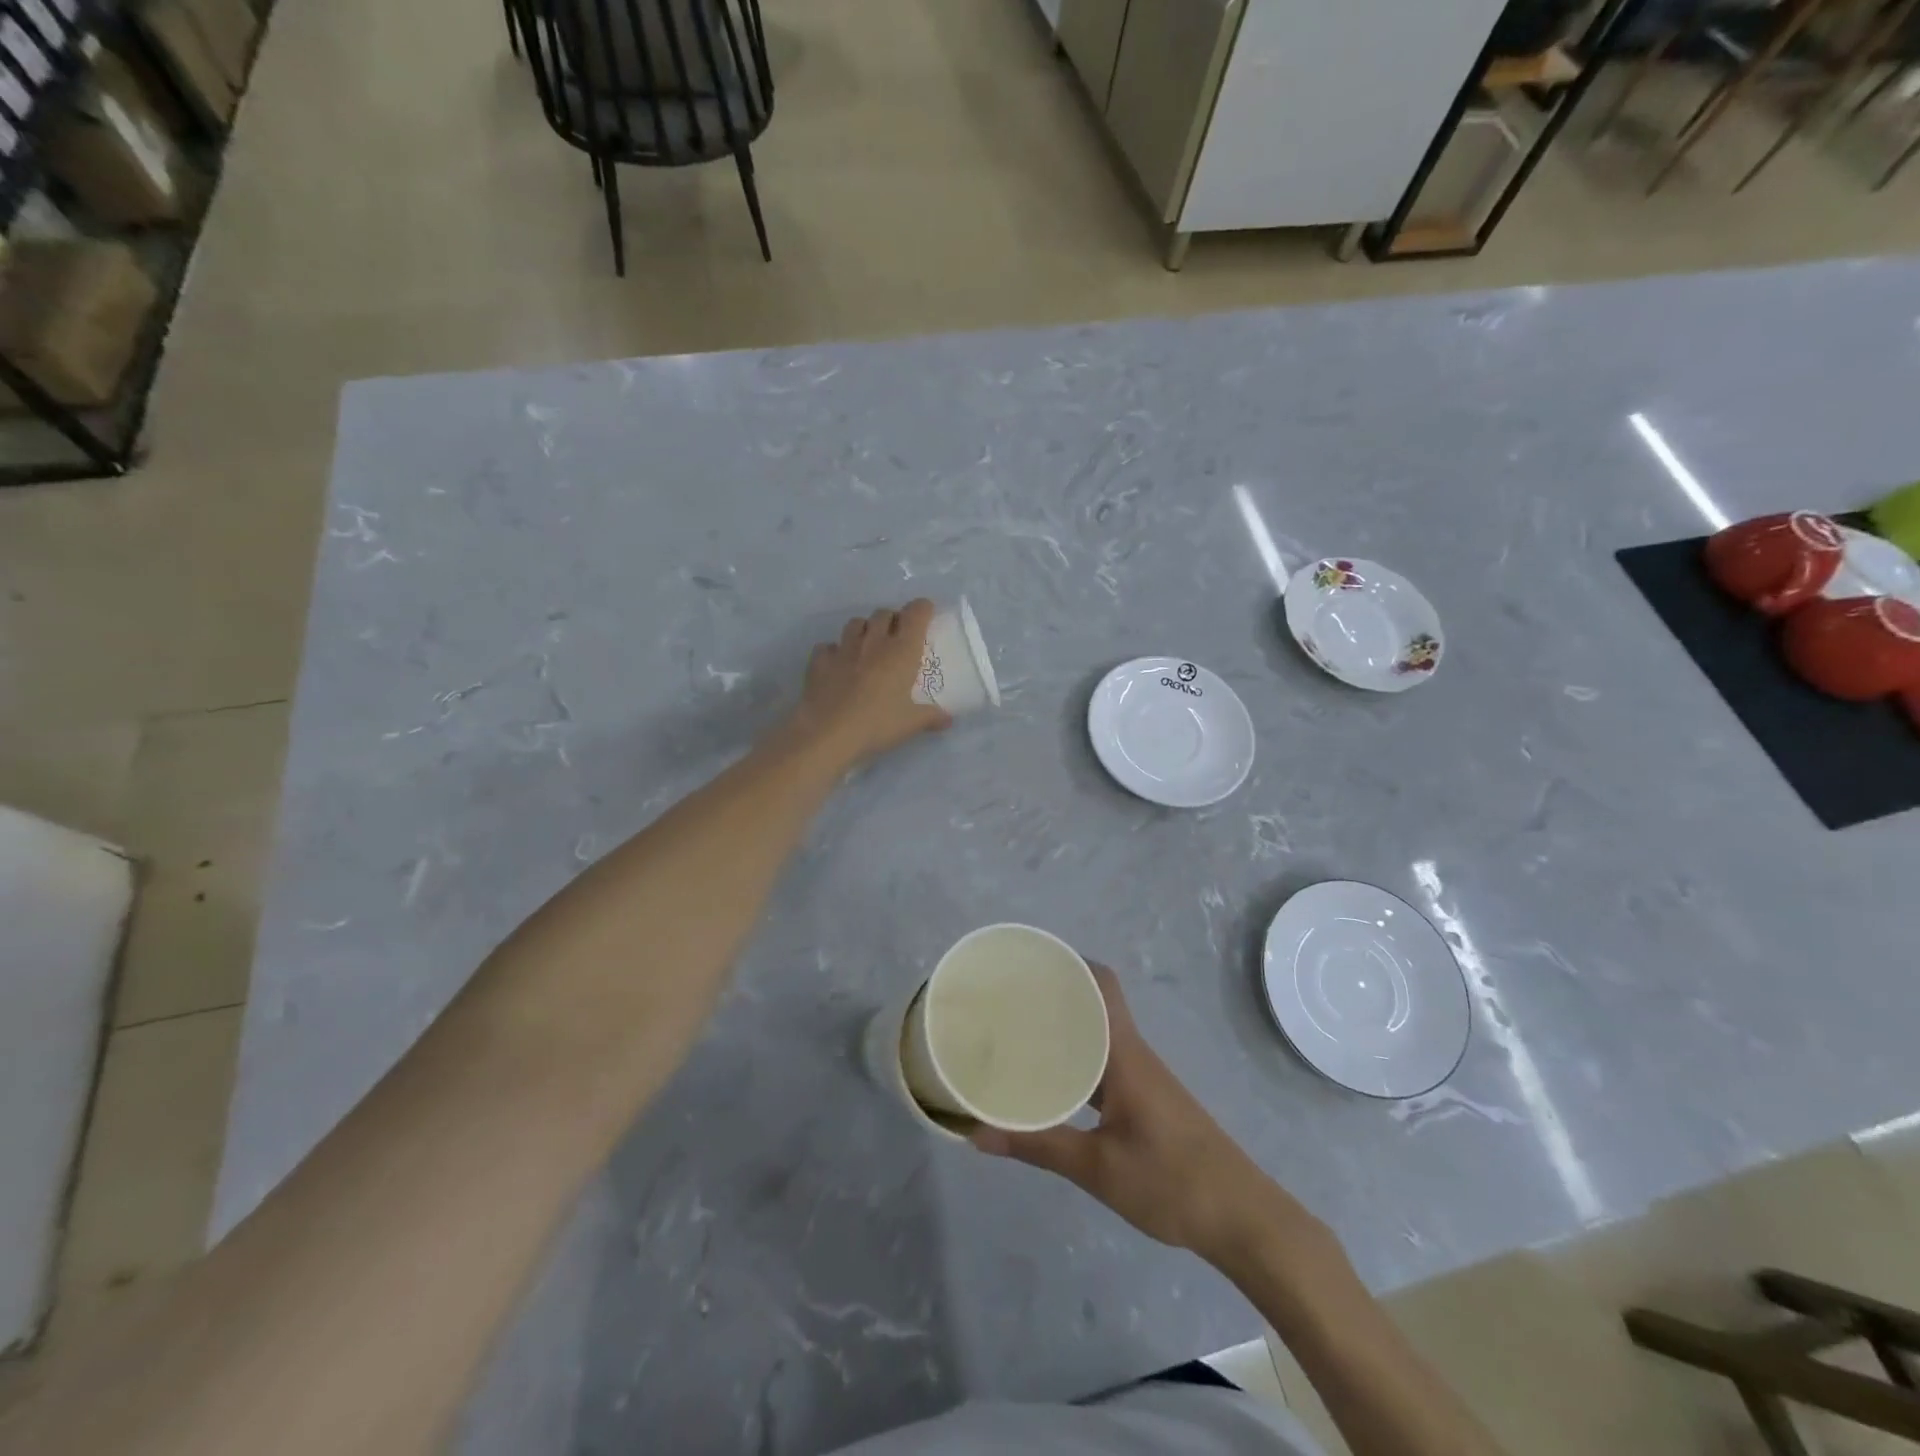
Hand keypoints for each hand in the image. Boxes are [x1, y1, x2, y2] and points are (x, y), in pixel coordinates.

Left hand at [783, 601, 950, 768]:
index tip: (926, 615)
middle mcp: (873, 642)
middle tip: (896, 638)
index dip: (922, 609)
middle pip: (884, 613)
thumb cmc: (876, 724)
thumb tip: (948, 719)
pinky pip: (828, 646)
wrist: (827, 734)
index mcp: (901, 651)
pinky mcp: (819, 660)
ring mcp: (843, 648)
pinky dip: (834, 651)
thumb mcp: (910, 724)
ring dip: (864, 629)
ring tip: (868, 646)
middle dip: (892, 620)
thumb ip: (931, 717)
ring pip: (855, 623)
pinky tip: (837, 665)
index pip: (916, 613)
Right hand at [972, 965, 1301, 1263]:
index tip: (1025, 964)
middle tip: (1006, 1001)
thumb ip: (1038, 1146)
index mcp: (1124, 1053)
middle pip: (1095, 1004)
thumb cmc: (1172, 1182)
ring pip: (1098, 1035)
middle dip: (1054, 995)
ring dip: (1064, 1029)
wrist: (1243, 1219)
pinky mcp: (1146, 1100)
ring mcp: (1142, 1077)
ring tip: (1016, 1036)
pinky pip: (1104, 1063)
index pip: (1100, 984)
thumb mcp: (1097, 1168)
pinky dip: (1076, 1061)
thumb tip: (975, 1133)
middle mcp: (1133, 1053)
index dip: (1068, 963)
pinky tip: (1051, 1082)